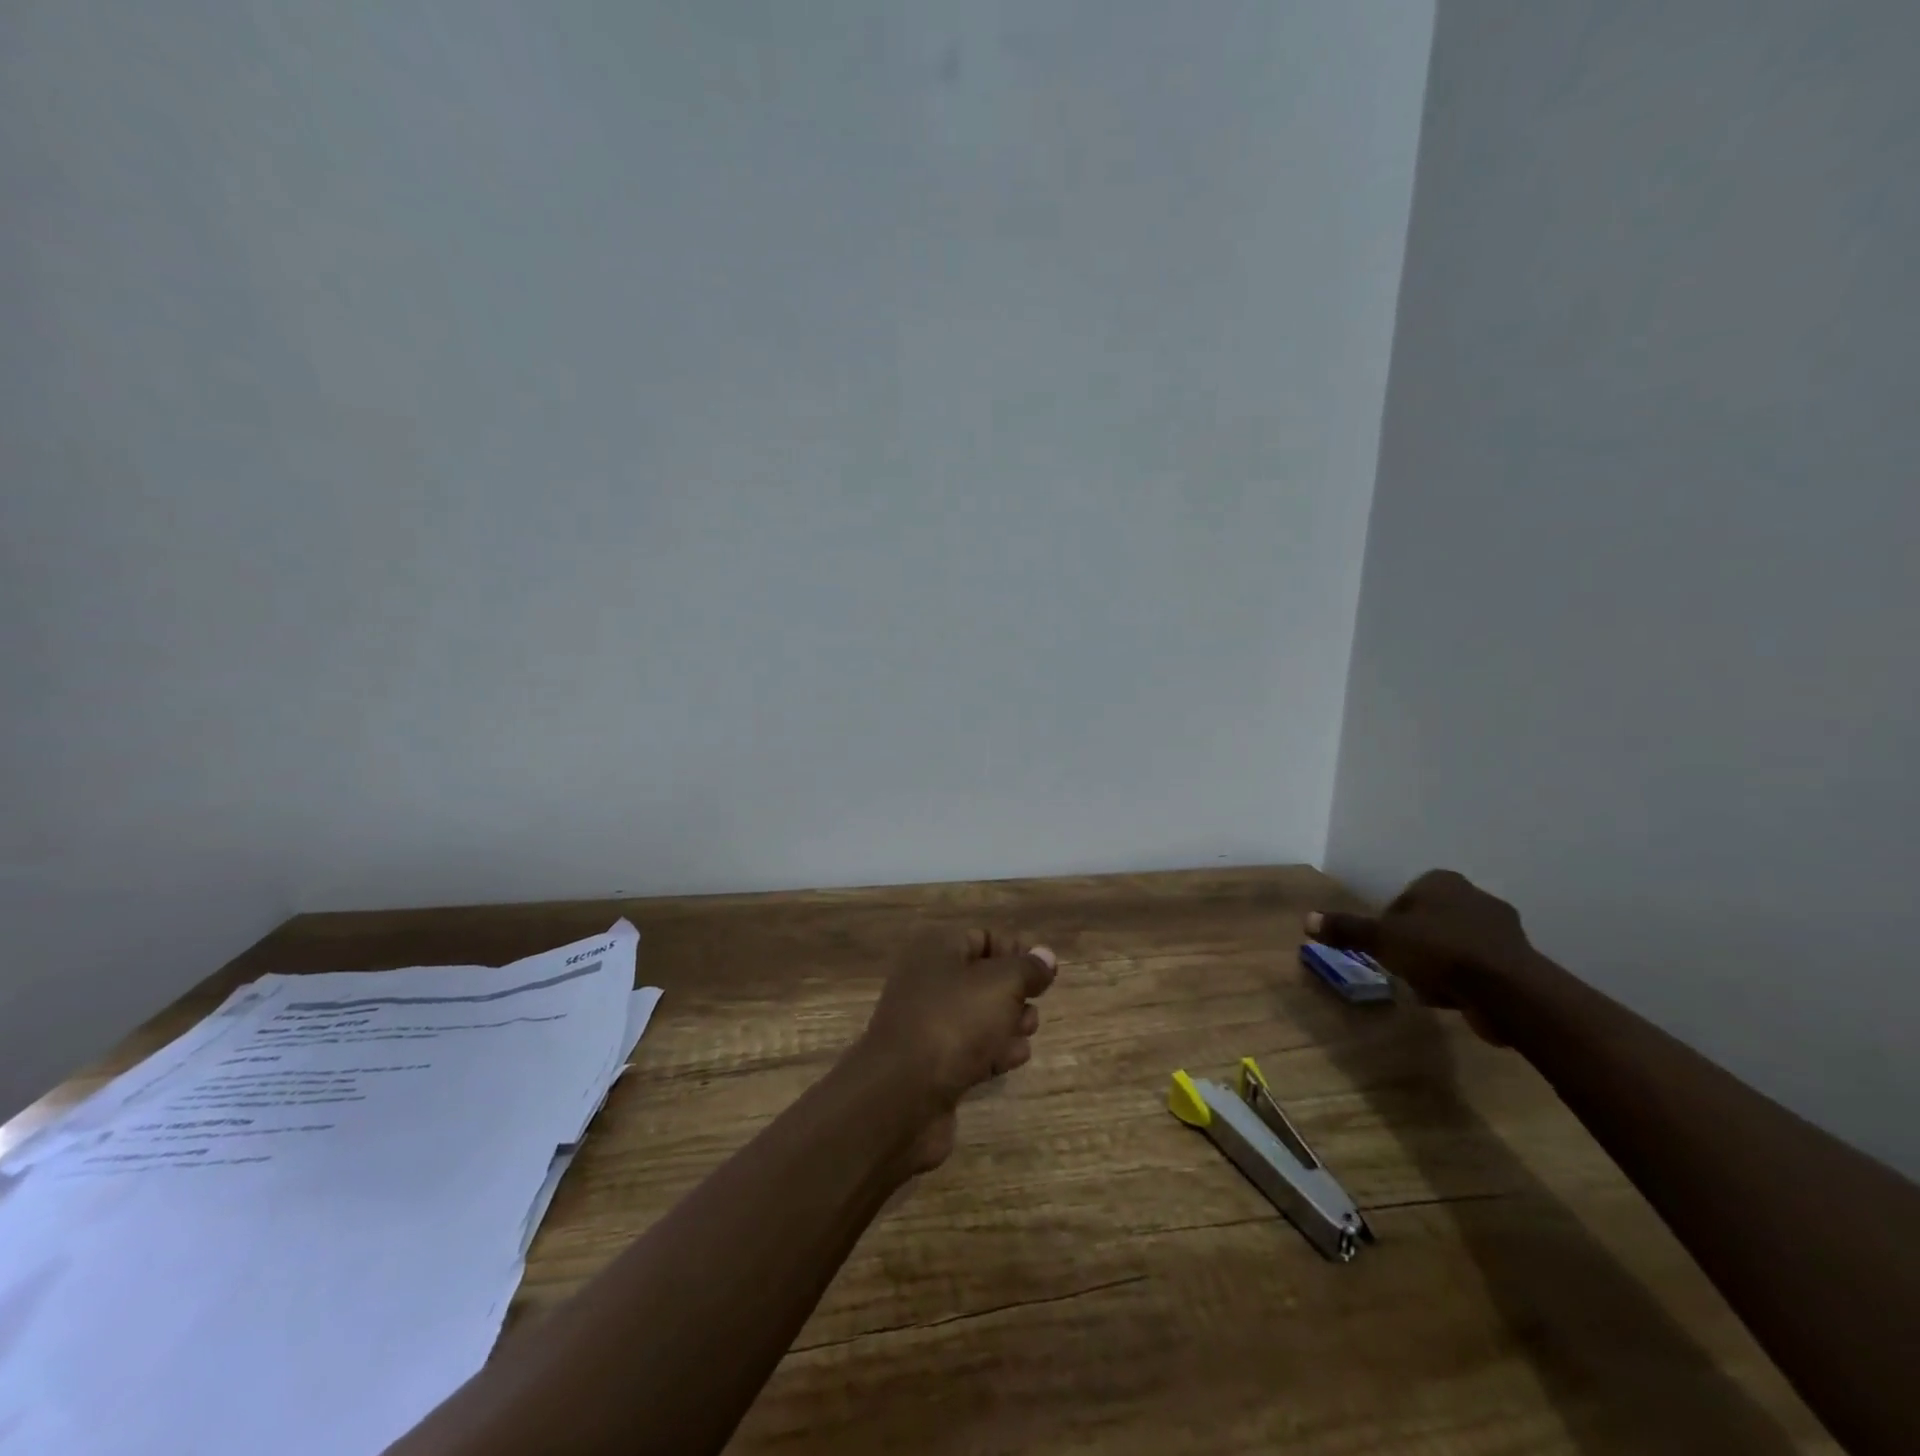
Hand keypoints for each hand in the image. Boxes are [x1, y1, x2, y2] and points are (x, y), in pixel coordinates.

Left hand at [853, 928, 1057, 1170]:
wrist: (901, 1095)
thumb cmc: (953, 1023)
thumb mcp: (1000, 985)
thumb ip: (1028, 968)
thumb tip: (1046, 955)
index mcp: (936, 951)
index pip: (982, 938)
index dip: (1015, 951)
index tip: (1043, 972)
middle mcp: (928, 982)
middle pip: (983, 979)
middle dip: (1015, 992)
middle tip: (1032, 1008)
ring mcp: (927, 1025)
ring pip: (979, 1017)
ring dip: (1008, 1024)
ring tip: (1026, 1034)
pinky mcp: (932, 1065)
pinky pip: (970, 1050)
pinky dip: (993, 1052)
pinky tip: (1013, 1059)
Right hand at [1307, 870, 1533, 1044]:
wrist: (1507, 990)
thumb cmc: (1438, 951)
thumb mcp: (1381, 939)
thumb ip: (1346, 929)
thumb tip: (1306, 920)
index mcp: (1441, 881)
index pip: (1402, 899)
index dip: (1389, 925)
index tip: (1386, 949)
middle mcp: (1474, 896)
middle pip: (1428, 923)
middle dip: (1416, 947)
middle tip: (1405, 969)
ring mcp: (1502, 928)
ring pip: (1453, 946)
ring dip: (1439, 967)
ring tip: (1430, 990)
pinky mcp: (1519, 960)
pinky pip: (1478, 968)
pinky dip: (1465, 982)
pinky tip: (1456, 1000)